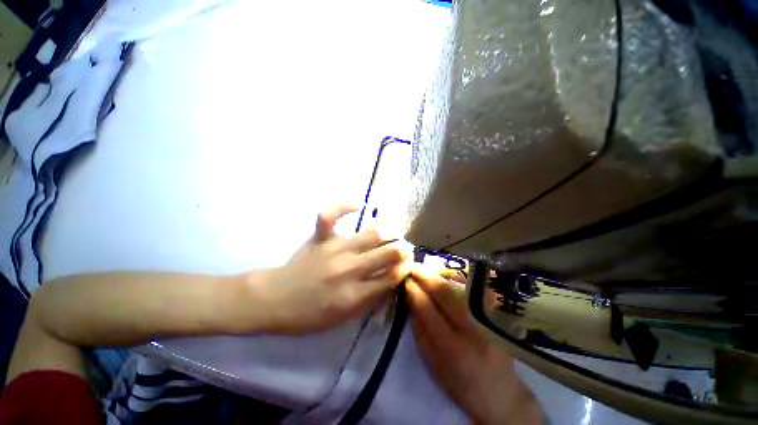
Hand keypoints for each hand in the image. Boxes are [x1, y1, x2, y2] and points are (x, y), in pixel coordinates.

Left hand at [250, 205, 410, 333]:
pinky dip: (345, 206)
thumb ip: (371, 299)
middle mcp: (349, 269)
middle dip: (403, 249)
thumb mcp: (345, 319)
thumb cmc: (311, 315)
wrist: (275, 301)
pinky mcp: (319, 237)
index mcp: (355, 295)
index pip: (392, 276)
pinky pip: (331, 215)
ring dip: (389, 231)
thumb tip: (392, 278)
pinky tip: (359, 205)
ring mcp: (334, 250)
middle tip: (404, 247)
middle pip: (388, 253)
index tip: (408, 262)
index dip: (405, 267)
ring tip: (392, 232)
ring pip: (372, 233)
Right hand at [406, 267, 542, 424]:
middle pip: (444, 291)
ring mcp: (486, 318)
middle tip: (412, 267)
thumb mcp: (432, 362)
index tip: (404, 279)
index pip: (427, 307)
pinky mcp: (494, 313)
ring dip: (439, 273)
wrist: (500, 393)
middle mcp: (472, 328)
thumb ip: (419, 328)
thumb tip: (409, 297)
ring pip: (459, 284)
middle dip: (424, 275)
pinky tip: (445, 276)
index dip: (413, 290)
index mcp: (452, 347)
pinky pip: (472, 287)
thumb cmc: (460, 383)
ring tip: (426, 271)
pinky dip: (456, 277)